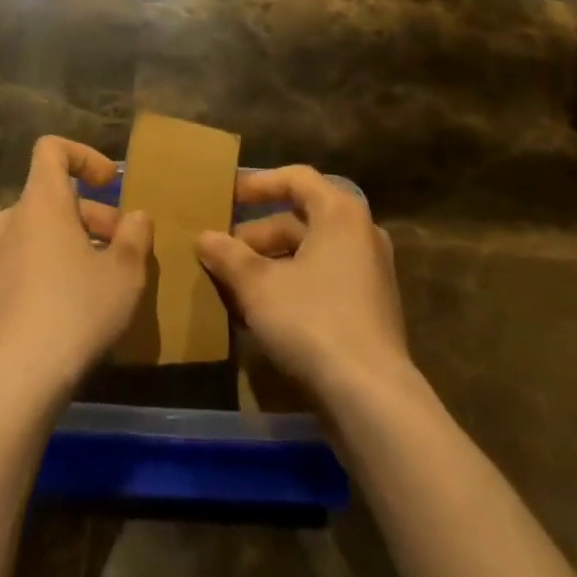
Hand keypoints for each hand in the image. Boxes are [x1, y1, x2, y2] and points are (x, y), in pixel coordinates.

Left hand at [0, 136, 152, 401]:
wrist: (9, 390)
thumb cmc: (73, 315)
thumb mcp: (124, 274)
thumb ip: (136, 236)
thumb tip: (136, 217)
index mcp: (40, 202)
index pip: (52, 149)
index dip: (83, 156)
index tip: (109, 183)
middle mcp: (6, 220)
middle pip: (50, 198)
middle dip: (88, 216)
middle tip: (119, 250)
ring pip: (33, 235)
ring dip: (64, 245)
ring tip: (93, 283)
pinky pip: (14, 267)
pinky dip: (39, 273)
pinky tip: (59, 314)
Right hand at [196, 166, 411, 407]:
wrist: (372, 398)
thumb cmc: (313, 321)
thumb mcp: (259, 286)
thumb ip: (229, 257)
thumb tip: (204, 237)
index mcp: (340, 212)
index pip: (296, 178)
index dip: (258, 184)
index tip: (227, 197)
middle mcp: (361, 232)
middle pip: (301, 219)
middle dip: (258, 235)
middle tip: (223, 252)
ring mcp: (370, 272)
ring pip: (311, 253)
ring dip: (272, 264)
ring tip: (235, 286)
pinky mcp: (371, 309)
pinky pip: (325, 280)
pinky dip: (293, 286)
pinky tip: (263, 315)